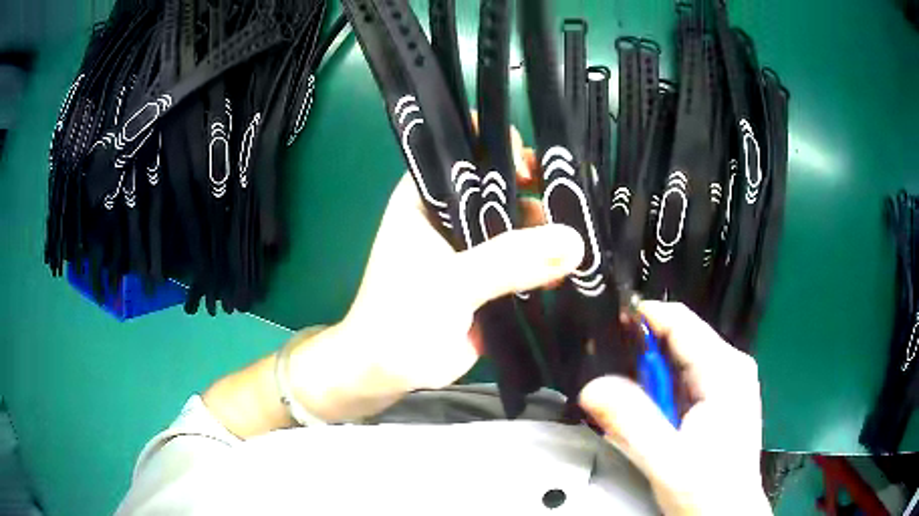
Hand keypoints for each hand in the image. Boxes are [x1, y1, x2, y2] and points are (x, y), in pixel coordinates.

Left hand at [337, 137, 582, 392]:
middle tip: (576, 200)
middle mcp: (450, 214)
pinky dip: (547, 260)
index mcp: (427, 198)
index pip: (465, 152)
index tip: (536, 163)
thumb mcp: (452, 282)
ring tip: (586, 235)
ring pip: (517, 223)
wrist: (390, 371)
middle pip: (500, 186)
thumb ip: (509, 260)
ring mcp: (472, 246)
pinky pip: (524, 258)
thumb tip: (575, 240)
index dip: (499, 147)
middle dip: (537, 189)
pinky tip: (576, 265)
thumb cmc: (401, 316)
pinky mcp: (490, 277)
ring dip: (547, 228)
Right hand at [579, 301, 769, 514]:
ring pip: (677, 363)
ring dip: (647, 380)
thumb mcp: (666, 460)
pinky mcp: (717, 399)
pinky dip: (659, 394)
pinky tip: (649, 418)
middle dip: (640, 357)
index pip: (679, 321)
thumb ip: (630, 421)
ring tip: (624, 406)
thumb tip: (593, 388)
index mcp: (724, 370)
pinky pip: (682, 382)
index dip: (641, 319)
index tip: (606, 329)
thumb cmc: (708, 489)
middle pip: (677, 340)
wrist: (726, 514)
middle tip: (607, 381)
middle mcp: (729, 368)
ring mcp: (725, 383)